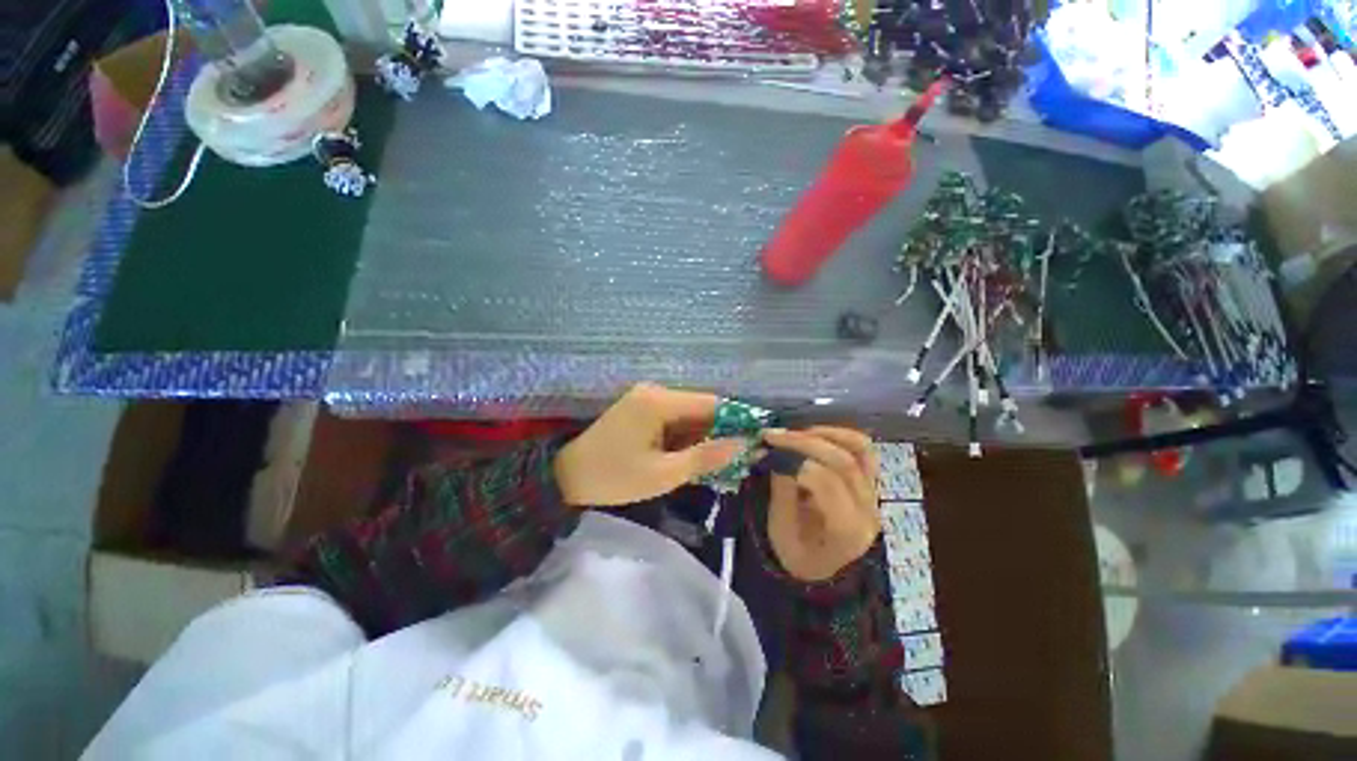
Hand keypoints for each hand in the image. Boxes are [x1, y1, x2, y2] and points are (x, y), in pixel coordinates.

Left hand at [554, 383, 743, 506]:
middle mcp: (655, 392)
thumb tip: (744, 445)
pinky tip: (695, 456)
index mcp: (659, 402)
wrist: (566, 477)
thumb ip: (705, 458)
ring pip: (689, 415)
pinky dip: (687, 437)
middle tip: (742, 458)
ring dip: (705, 436)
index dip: (738, 419)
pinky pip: (674, 419)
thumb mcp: (663, 474)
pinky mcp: (642, 409)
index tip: (758, 440)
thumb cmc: (614, 477)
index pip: (711, 403)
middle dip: (722, 432)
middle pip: (701, 408)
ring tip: (722, 462)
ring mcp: (647, 399)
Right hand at [761, 427, 879, 581]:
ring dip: (826, 434)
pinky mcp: (871, 484)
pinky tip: (813, 435)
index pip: (827, 483)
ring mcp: (874, 495)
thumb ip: (782, 491)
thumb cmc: (798, 554)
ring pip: (861, 450)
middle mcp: (868, 510)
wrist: (823, 569)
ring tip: (796, 433)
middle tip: (774, 436)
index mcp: (846, 531)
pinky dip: (839, 436)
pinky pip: (862, 451)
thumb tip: (777, 453)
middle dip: (805, 442)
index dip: (797, 460)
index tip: (770, 449)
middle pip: (844, 462)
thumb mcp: (780, 530)